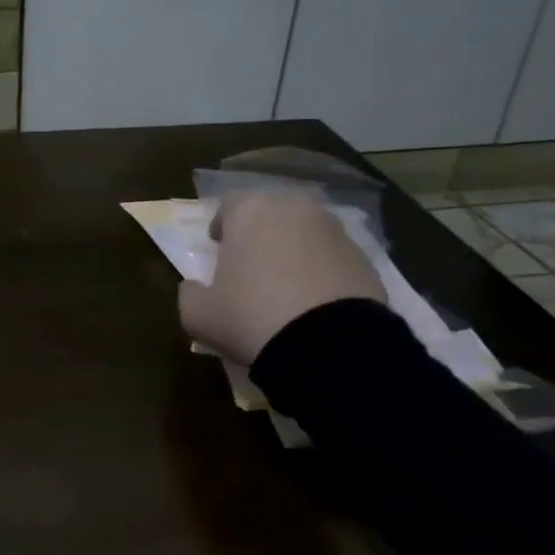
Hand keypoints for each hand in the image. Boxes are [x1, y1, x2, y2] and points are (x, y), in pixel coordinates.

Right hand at [179, 191, 385, 364]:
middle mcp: (294, 208)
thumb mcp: (199, 315)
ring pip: (303, 232)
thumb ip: (189, 293)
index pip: (228, 206)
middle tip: (251, 266)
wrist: (332, 348)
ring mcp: (335, 230)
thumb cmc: (252, 317)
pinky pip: (332, 256)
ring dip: (292, 250)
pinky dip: (321, 270)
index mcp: (250, 210)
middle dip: (259, 234)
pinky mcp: (365, 257)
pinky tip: (314, 301)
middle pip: (269, 214)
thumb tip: (194, 287)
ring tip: (286, 286)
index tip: (218, 251)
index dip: (221, 228)